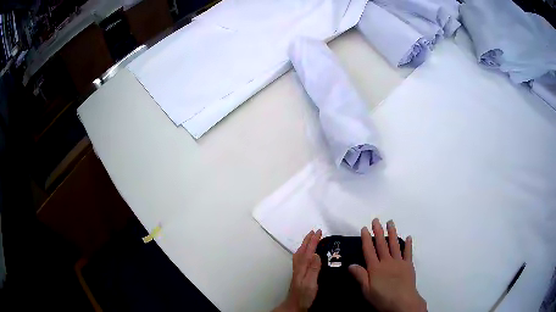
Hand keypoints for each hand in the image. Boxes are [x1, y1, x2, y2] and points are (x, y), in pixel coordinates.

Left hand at [274, 230, 321, 311]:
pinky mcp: (299, 275)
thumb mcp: (311, 283)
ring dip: (306, 245)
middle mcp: (299, 266)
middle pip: (303, 250)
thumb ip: (313, 269)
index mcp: (302, 267)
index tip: (318, 232)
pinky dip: (304, 252)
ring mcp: (298, 270)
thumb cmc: (304, 295)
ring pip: (301, 253)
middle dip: (308, 240)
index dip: (313, 241)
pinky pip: (301, 258)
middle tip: (315, 231)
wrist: (295, 305)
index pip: (308, 251)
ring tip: (310, 239)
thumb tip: (316, 253)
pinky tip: (307, 255)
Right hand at [349, 219, 426, 311]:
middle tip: (376, 220)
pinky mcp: (408, 265)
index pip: (369, 251)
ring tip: (390, 222)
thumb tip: (350, 264)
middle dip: (378, 231)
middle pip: (381, 244)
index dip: (366, 239)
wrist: (403, 302)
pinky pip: (408, 252)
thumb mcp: (367, 290)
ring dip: (392, 233)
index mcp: (375, 268)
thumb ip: (360, 276)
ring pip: (394, 245)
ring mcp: (399, 262)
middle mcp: (387, 262)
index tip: (364, 228)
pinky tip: (408, 237)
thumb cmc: (382, 298)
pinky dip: (408, 244)